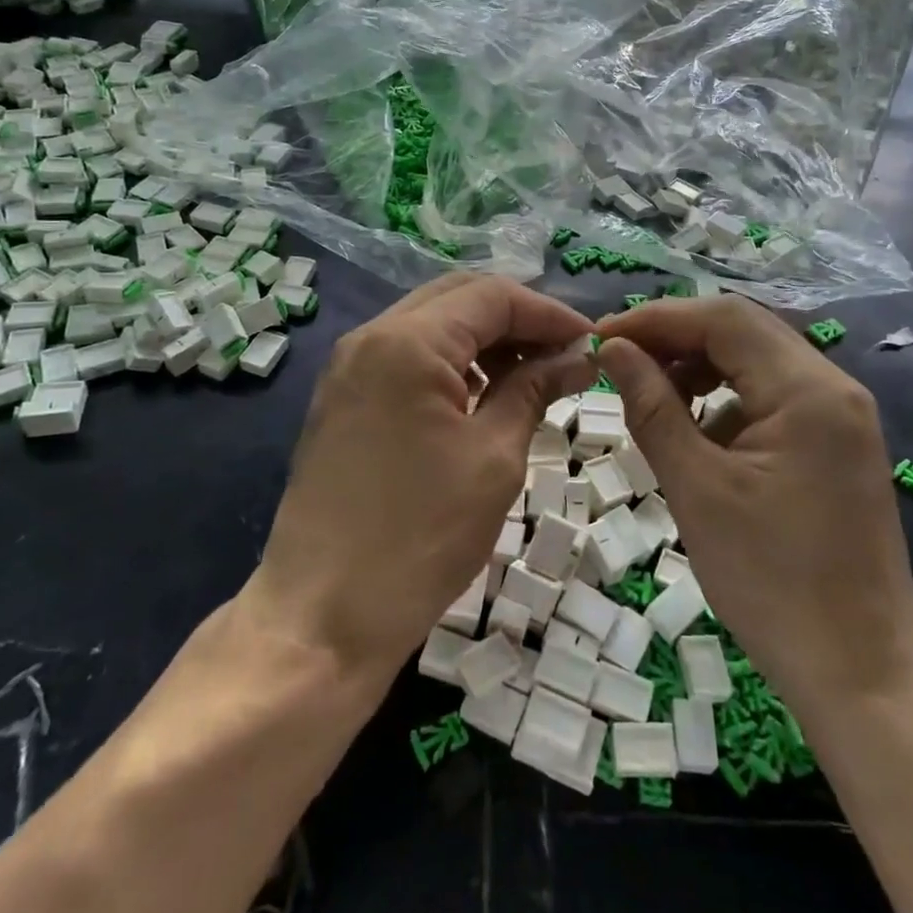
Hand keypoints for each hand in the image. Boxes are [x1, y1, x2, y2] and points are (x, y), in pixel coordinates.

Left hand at [246, 275, 598, 676]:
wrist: (321, 616)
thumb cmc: (419, 537)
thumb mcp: (493, 458)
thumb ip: (533, 389)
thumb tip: (577, 357)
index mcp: (407, 342)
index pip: (491, 296)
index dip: (549, 313)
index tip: (591, 343)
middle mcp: (370, 337)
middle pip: (457, 298)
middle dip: (517, 319)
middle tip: (563, 356)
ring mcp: (349, 367)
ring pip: (430, 325)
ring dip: (483, 340)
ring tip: (531, 378)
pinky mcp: (342, 398)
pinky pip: (406, 357)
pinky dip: (450, 364)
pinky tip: (481, 396)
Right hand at [594, 297, 912, 703]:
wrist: (860, 673)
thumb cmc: (771, 582)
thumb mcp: (697, 488)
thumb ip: (652, 407)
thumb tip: (614, 349)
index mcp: (809, 391)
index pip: (724, 319)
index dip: (656, 318)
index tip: (602, 336)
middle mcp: (835, 388)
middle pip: (744, 331)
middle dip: (676, 338)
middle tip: (619, 359)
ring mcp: (841, 416)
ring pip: (757, 361)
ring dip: (699, 366)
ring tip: (649, 393)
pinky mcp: (836, 444)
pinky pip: (772, 396)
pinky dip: (726, 398)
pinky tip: (694, 428)